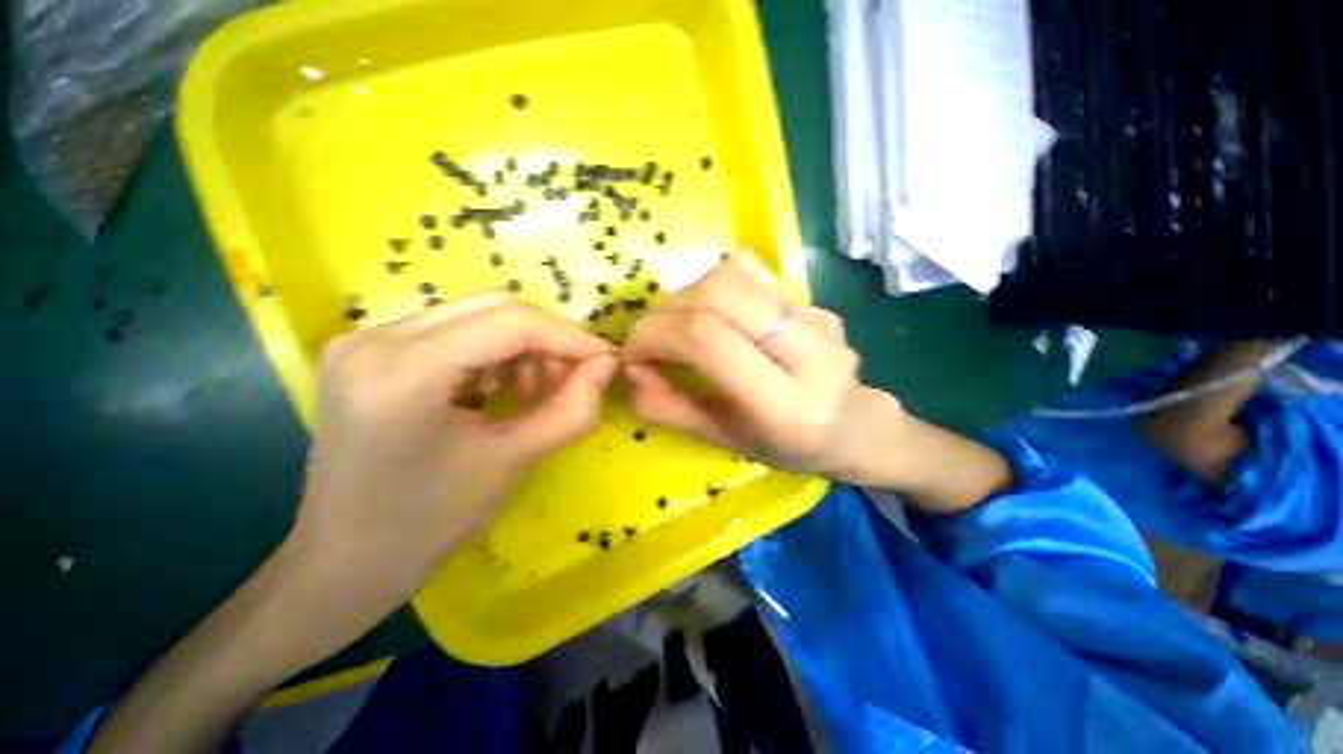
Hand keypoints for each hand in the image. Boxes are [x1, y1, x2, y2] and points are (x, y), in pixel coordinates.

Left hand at [293, 291, 617, 596]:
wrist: (343, 561)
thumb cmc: (427, 523)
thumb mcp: (512, 463)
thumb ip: (571, 411)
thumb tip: (607, 365)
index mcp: (402, 371)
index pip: (511, 322)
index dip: (569, 337)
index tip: (606, 360)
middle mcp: (375, 337)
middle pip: (494, 306)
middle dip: (548, 339)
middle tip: (574, 377)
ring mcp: (365, 339)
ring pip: (477, 314)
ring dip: (521, 347)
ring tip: (533, 392)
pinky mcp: (368, 350)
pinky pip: (453, 330)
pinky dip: (493, 353)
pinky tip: (498, 390)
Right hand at [622, 252, 902, 481]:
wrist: (860, 427)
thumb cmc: (793, 449)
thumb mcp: (727, 441)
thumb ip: (673, 409)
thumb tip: (630, 372)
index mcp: (786, 404)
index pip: (707, 338)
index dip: (655, 335)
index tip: (633, 354)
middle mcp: (808, 351)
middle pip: (718, 293)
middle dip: (666, 310)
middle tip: (650, 338)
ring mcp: (817, 317)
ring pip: (733, 274)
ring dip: (687, 295)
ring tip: (678, 326)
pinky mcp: (816, 299)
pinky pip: (752, 273)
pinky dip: (714, 285)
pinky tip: (713, 313)